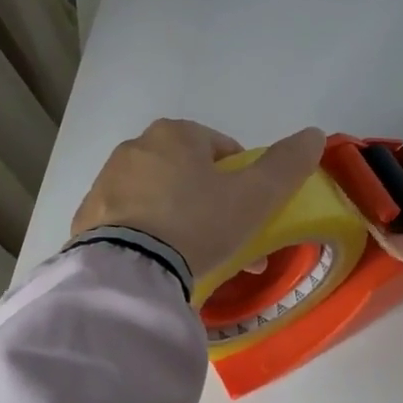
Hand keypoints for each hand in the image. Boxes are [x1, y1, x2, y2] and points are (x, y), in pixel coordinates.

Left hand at [72, 119, 326, 281]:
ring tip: (199, 258)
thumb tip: (314, 134)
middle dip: (213, 202)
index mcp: (175, 134)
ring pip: (160, 197)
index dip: (244, 178)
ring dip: (183, 219)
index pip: (222, 148)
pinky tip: (164, 262)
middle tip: (231, 239)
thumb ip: (287, 165)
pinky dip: (151, 235)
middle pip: (190, 173)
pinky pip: (132, 221)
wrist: (128, 268)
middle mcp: (136, 148)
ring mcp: (106, 183)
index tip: (251, 211)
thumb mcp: (255, 196)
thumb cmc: (198, 222)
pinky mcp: (87, 219)